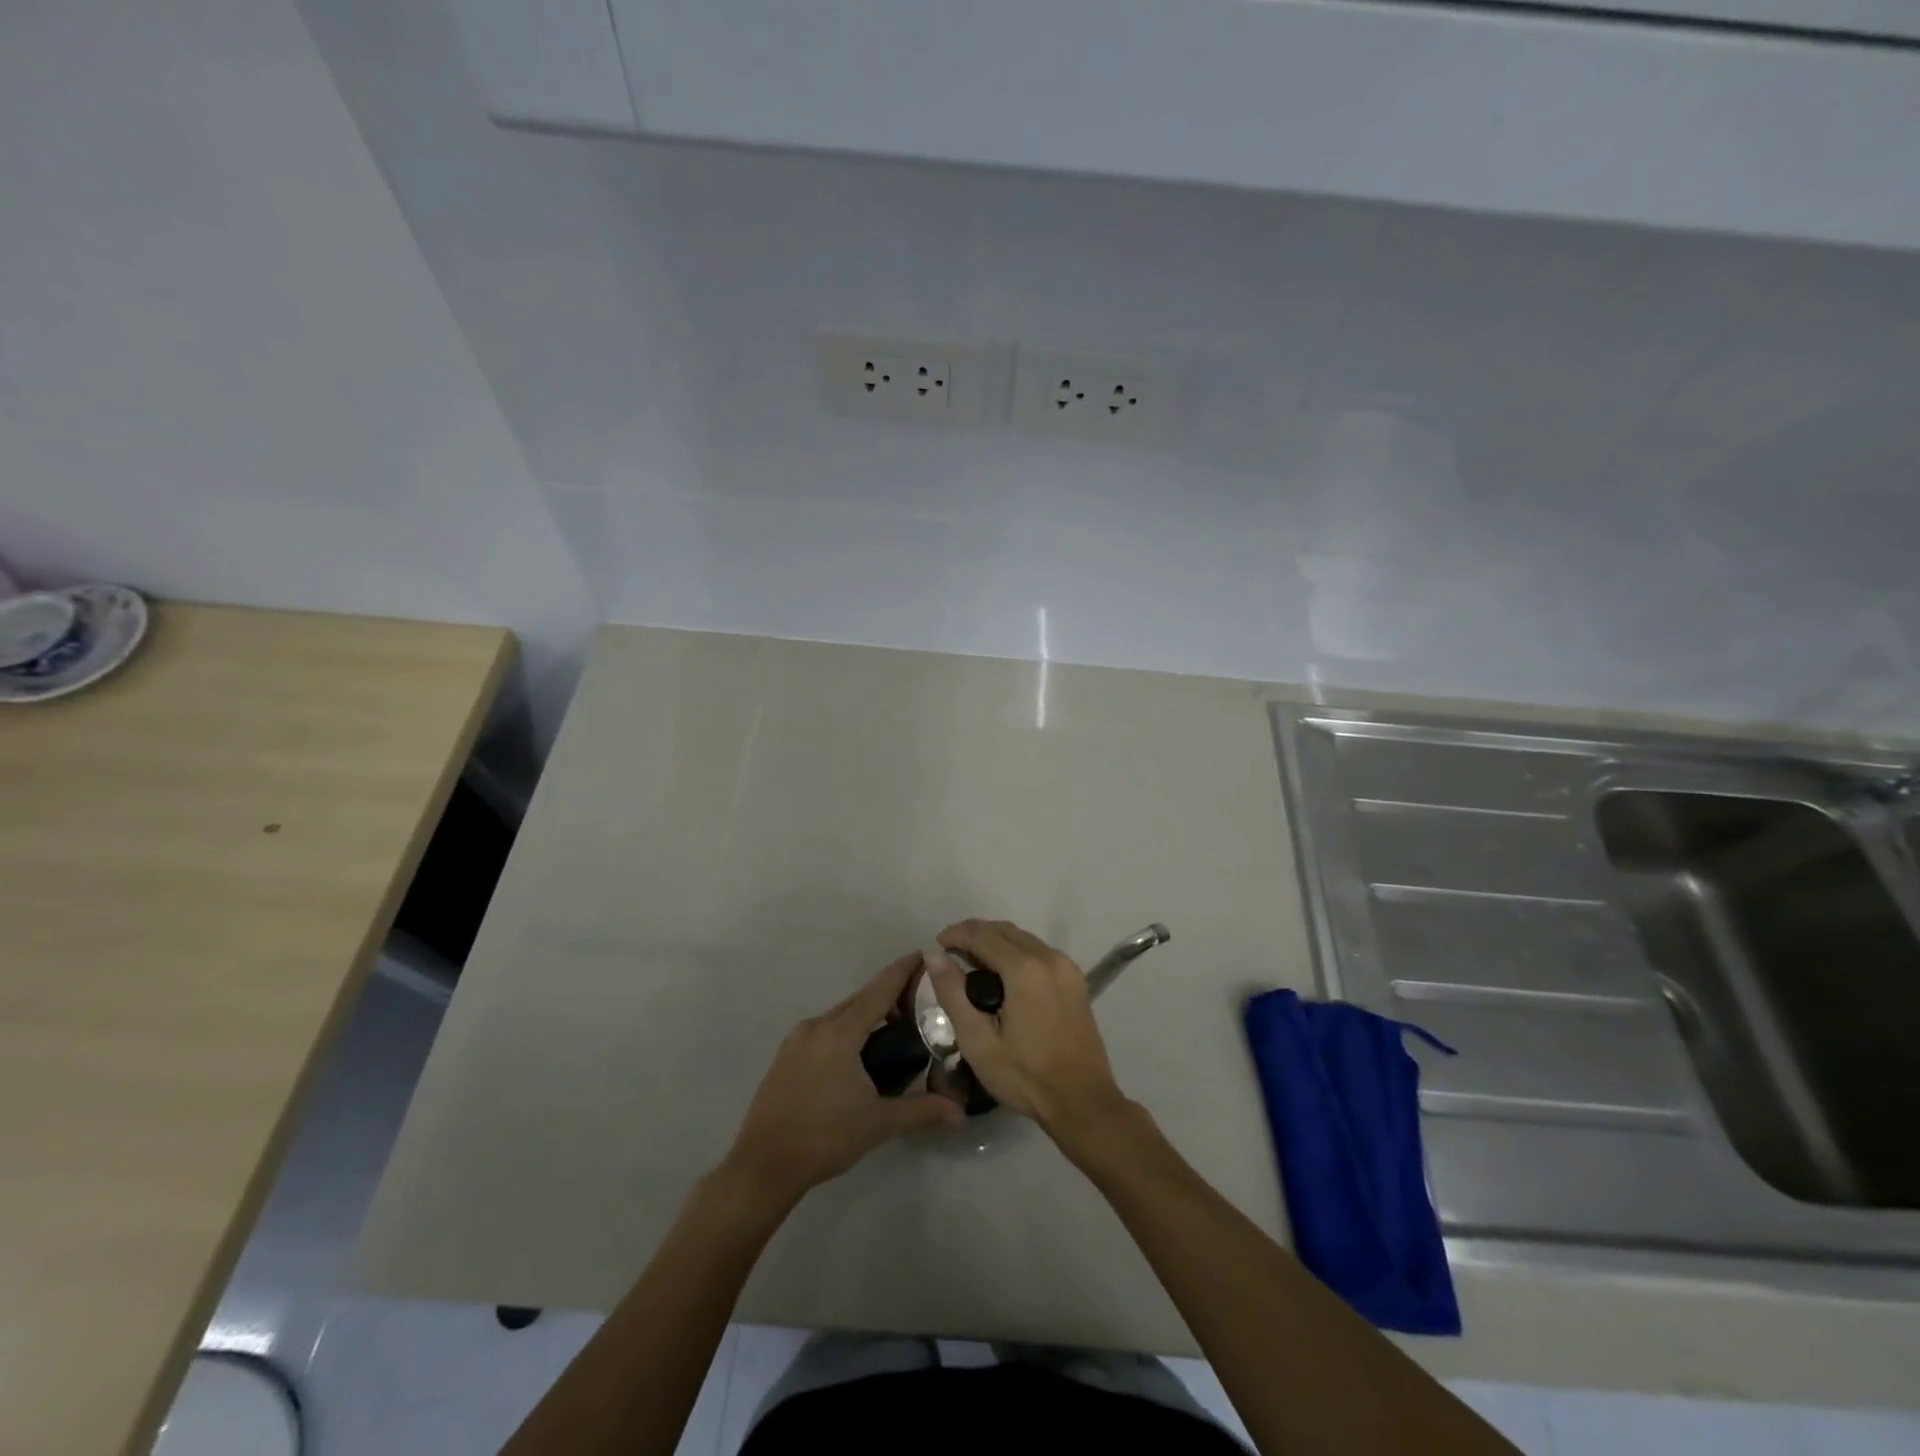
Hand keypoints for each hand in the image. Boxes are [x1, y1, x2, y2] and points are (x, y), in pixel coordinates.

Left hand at [722, 952, 962, 1207]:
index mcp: (840, 1032)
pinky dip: (847, 1028)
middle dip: (889, 993)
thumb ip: (921, 1110)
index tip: (923, 953)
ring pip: (841, 1014)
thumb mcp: (878, 1124)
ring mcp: (797, 1040)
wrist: (762, 1166)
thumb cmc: (824, 1138)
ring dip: (867, 1013)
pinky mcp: (786, 1056)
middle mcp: (817, 1025)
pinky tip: (859, 1051)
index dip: (902, 970)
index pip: (879, 990)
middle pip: (860, 999)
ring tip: (895, 1025)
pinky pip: (825, 1029)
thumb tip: (960, 1113)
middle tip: (920, 997)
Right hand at [928, 920, 1131, 1146]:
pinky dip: (1017, 953)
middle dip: (975, 934)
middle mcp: (1049, 958)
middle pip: (1005, 931)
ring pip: (1024, 939)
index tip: (937, 944)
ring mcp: (1067, 968)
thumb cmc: (1025, 1077)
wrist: (1083, 1102)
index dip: (957, 933)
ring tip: (973, 962)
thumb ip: (953, 993)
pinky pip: (1040, 952)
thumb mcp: (978, 1041)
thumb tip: (934, 956)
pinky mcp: (1076, 980)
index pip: (983, 935)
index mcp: (1025, 969)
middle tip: (951, 952)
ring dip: (996, 942)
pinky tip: (1003, 975)